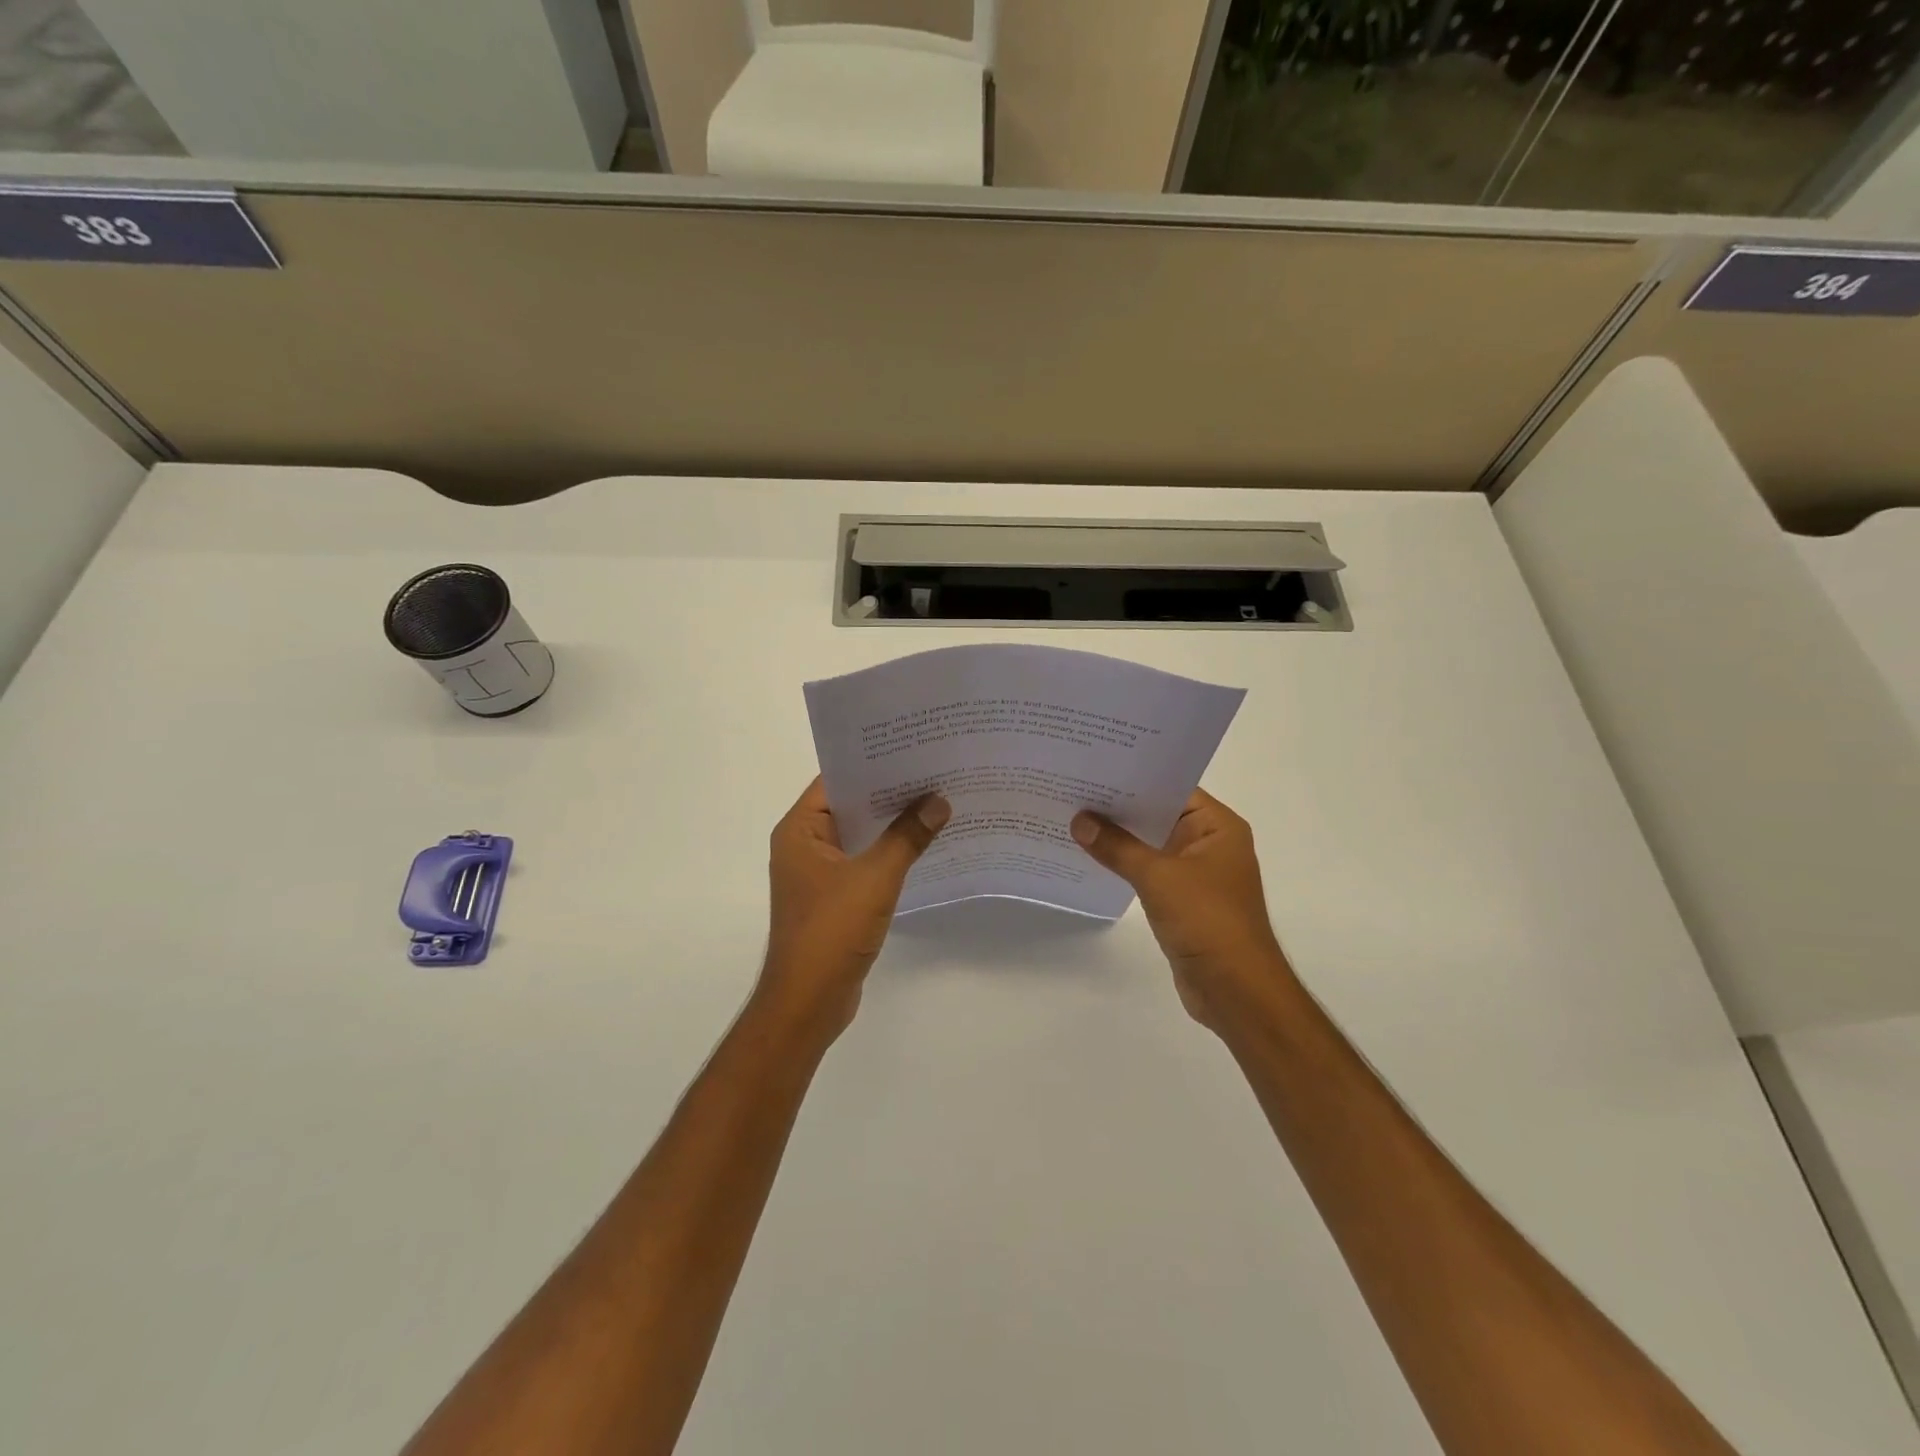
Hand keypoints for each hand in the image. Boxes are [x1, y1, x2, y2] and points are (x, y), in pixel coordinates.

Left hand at [760, 777, 949, 1041]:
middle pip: (850, 806)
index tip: (913, 748)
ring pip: (860, 836)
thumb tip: (939, 801)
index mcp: (799, 830)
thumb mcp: (875, 877)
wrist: (808, 1002)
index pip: (837, 781)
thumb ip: (908, 836)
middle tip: (935, 771)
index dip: (873, 763)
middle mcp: (804, 845)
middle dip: (890, 793)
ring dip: (893, 825)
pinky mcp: (834, 897)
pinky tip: (924, 846)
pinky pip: (864, 862)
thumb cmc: (832, 931)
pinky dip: (890, 853)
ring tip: (937, 802)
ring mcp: (818, 873)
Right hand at [1071, 789, 1294, 1034]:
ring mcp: (1196, 873)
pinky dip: (1124, 864)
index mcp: (1217, 827)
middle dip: (1120, 807)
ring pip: (1151, 844)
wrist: (1235, 989)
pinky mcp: (1183, 899)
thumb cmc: (1207, 921)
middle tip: (1074, 788)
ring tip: (1073, 818)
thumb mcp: (1158, 876)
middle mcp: (1210, 843)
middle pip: (1159, 815)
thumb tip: (1080, 821)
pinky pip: (1148, 870)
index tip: (1095, 767)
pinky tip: (1090, 856)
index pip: (1172, 788)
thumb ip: (1117, 847)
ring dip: (1119, 837)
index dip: (1134, 778)